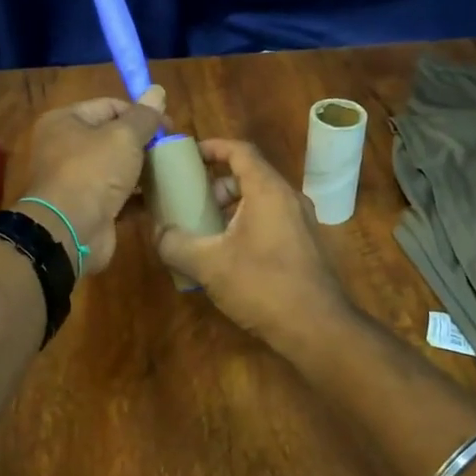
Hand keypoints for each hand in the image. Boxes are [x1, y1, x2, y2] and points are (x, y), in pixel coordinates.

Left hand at [18, 87, 166, 275]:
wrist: (71, 231)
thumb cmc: (93, 171)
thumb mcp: (123, 137)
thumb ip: (144, 116)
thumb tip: (157, 90)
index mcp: (66, 122)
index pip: (109, 106)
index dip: (140, 112)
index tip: (169, 126)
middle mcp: (66, 148)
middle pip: (113, 137)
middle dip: (144, 142)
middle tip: (173, 149)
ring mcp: (77, 181)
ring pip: (117, 168)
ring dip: (144, 170)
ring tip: (172, 171)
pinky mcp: (90, 208)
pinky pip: (119, 196)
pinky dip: (138, 196)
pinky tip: (163, 196)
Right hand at [154, 138, 350, 343]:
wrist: (317, 328)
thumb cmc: (262, 285)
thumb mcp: (208, 264)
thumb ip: (176, 244)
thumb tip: (158, 233)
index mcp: (268, 190)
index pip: (241, 151)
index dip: (213, 147)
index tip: (188, 154)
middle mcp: (290, 199)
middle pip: (250, 176)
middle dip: (216, 185)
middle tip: (191, 202)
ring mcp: (302, 223)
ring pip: (261, 201)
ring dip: (230, 209)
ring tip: (204, 232)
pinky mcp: (305, 247)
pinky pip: (271, 222)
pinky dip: (246, 226)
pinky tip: (227, 257)